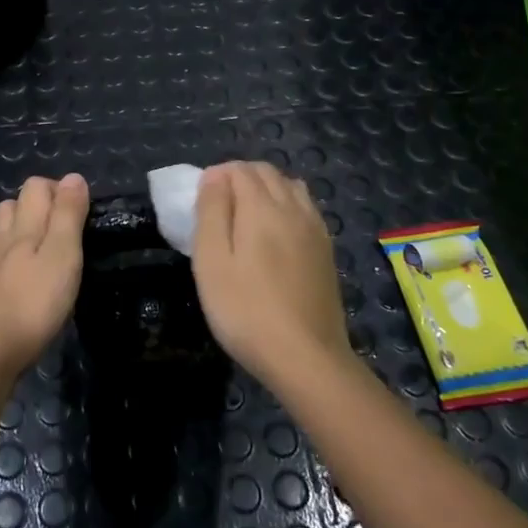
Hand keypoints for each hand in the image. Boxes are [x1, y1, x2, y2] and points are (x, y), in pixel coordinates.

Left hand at [0, 173, 89, 378]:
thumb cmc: (34, 301)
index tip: (82, 213)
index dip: (59, 190)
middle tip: (67, 231)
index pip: (36, 187)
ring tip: (46, 249)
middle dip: (40, 206)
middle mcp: (2, 237)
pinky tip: (22, 274)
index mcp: (23, 224)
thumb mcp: (63, 254)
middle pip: (15, 204)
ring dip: (23, 229)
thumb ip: (68, 214)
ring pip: (3, 230)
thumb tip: (73, 177)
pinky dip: (11, 256)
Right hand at [192, 162, 352, 389]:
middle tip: (218, 205)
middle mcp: (294, 209)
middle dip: (241, 176)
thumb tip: (215, 177)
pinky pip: (306, 208)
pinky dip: (287, 205)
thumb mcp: (212, 262)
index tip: (200, 199)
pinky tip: (277, 232)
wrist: (307, 358)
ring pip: (291, 186)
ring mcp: (315, 229)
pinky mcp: (327, 251)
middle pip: (268, 172)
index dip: (217, 175)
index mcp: (262, 207)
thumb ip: (212, 212)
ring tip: (246, 215)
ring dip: (267, 188)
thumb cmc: (246, 311)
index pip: (240, 169)